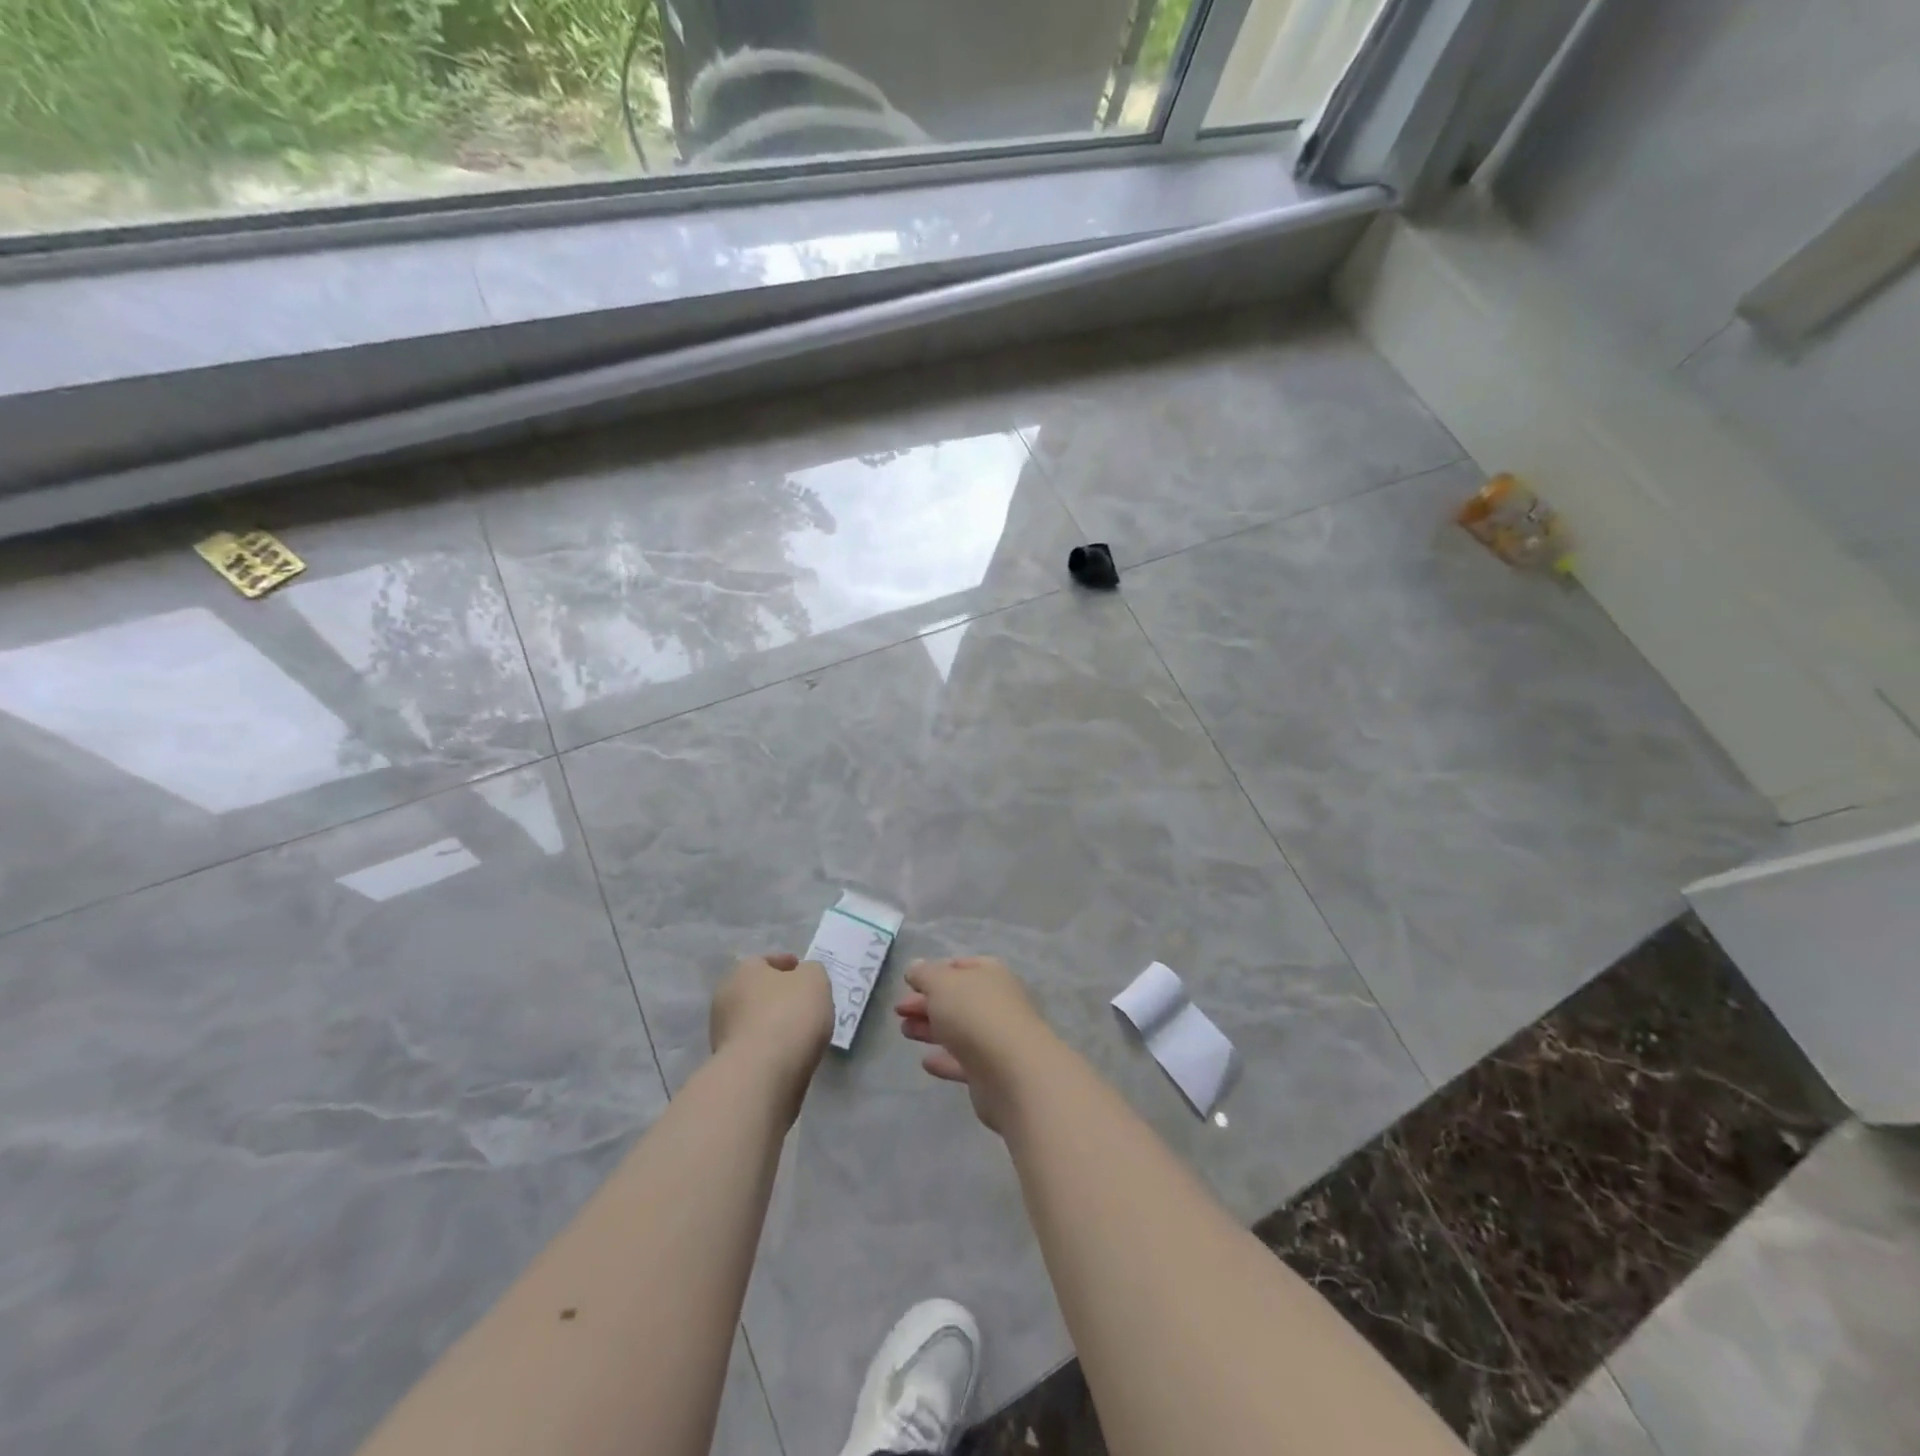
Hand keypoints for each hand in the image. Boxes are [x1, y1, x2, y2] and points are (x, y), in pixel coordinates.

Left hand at [711, 954, 832, 1114]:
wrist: (761, 1075)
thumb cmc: (789, 1015)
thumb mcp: (815, 979)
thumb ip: (811, 972)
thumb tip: (803, 977)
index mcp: (743, 971)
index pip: (765, 961)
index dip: (787, 965)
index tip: (803, 973)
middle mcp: (725, 998)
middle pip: (757, 991)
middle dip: (777, 995)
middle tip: (803, 1003)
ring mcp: (722, 1034)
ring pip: (754, 1020)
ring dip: (772, 1023)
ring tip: (799, 1032)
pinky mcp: (728, 1065)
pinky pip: (754, 1047)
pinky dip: (769, 1047)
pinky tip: (788, 1053)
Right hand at [895, 956, 1057, 1131]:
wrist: (1012, 1072)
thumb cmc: (975, 1014)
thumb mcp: (942, 984)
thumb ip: (925, 974)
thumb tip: (915, 967)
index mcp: (990, 974)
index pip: (961, 966)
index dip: (935, 971)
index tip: (910, 982)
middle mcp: (996, 1002)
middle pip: (957, 999)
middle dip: (927, 1002)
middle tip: (899, 1010)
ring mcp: (996, 1037)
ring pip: (958, 1029)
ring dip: (931, 1028)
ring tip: (904, 1031)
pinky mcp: (991, 1071)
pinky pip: (963, 1061)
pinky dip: (945, 1060)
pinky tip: (926, 1062)